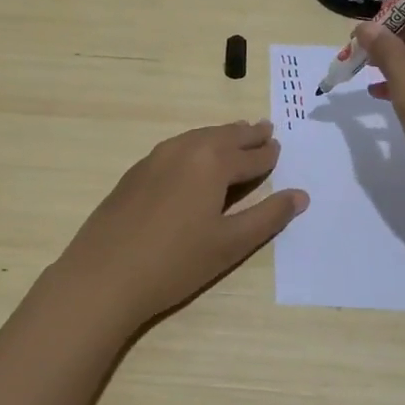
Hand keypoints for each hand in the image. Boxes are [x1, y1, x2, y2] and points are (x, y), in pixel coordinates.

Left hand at [49, 120, 308, 336]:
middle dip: (246, 135)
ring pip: (197, 138)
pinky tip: (194, 159)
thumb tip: (300, 195)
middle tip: (265, 130)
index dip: (268, 154)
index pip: (250, 155)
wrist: (104, 275)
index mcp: (212, 162)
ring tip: (234, 136)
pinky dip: (195, 146)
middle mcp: (185, 149)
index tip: (279, 148)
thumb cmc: (176, 262)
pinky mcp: (136, 172)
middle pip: (223, 137)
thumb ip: (268, 216)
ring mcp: (155, 158)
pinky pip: (176, 148)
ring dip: (220, 136)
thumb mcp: (230, 244)